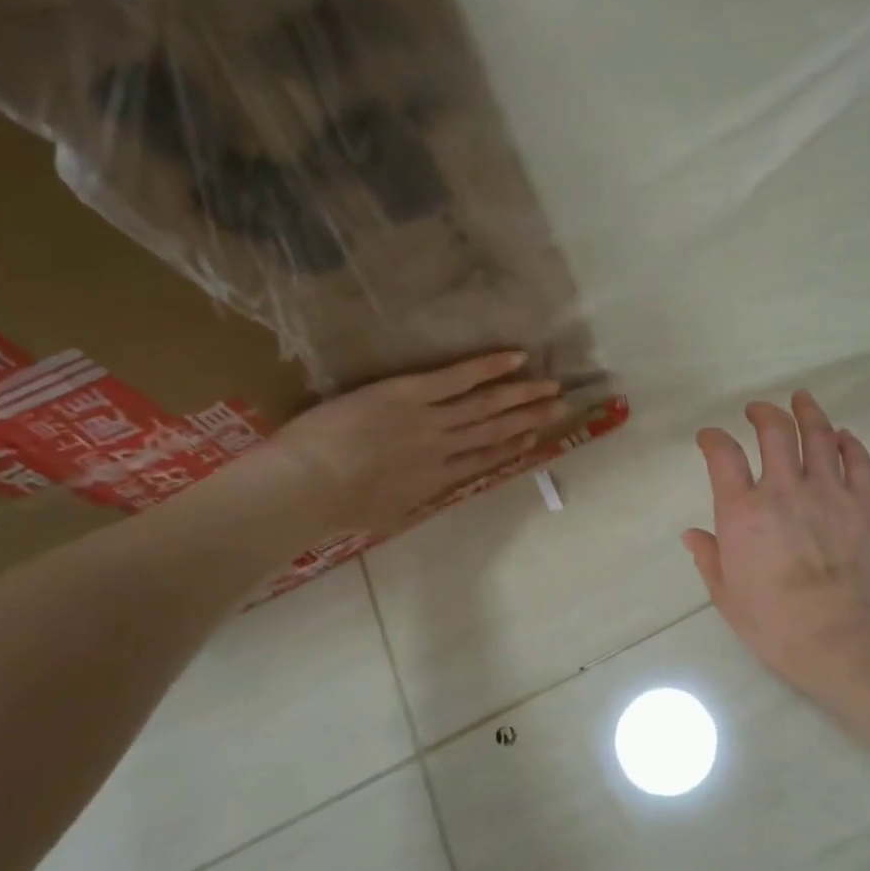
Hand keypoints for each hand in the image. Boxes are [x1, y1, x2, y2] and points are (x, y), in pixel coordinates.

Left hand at [233, 352, 566, 536]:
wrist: (309, 485)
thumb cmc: (332, 506)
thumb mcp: (381, 513)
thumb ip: (407, 499)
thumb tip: (418, 494)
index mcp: (433, 482)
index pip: (481, 461)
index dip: (510, 448)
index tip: (531, 438)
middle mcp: (443, 450)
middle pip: (494, 431)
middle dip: (529, 419)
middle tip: (560, 406)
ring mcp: (431, 420)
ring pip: (487, 405)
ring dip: (522, 395)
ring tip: (551, 386)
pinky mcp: (412, 393)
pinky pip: (460, 377)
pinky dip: (490, 367)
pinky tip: (516, 357)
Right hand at [684, 391, 869, 694]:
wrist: (840, 638)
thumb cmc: (774, 623)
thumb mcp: (726, 596)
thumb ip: (709, 558)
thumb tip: (693, 535)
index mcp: (742, 511)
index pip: (723, 455)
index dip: (713, 439)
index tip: (709, 437)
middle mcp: (783, 490)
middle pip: (774, 431)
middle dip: (763, 413)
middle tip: (758, 409)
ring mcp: (828, 492)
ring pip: (819, 436)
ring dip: (807, 412)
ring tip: (802, 399)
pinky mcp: (865, 504)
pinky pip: (858, 462)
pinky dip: (849, 443)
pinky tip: (843, 435)